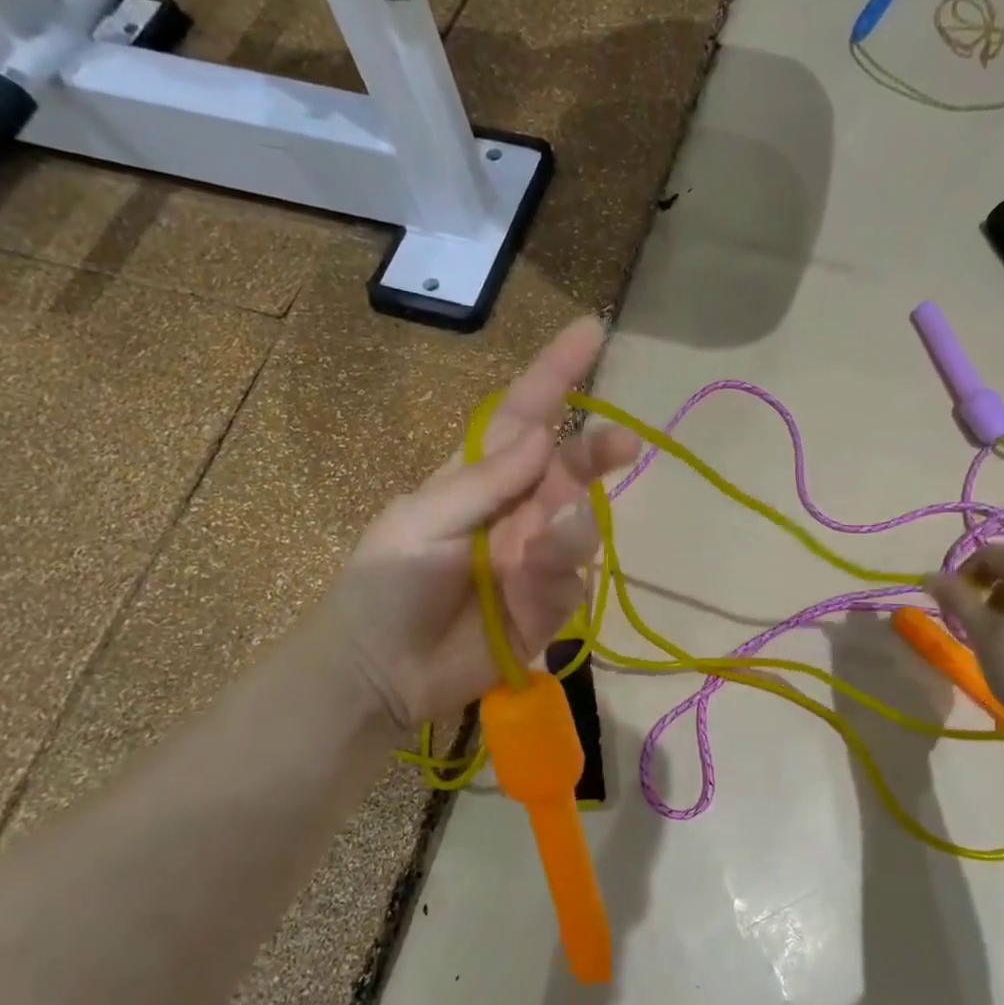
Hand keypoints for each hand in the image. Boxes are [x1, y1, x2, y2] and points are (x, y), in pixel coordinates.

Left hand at [322, 318, 640, 730]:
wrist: (378, 674)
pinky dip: (558, 580)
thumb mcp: (420, 521)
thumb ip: (482, 483)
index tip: (592, 331)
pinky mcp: (546, 606)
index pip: (524, 416)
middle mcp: (515, 511)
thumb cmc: (384, 586)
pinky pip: (572, 582)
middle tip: (625, 445)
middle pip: (568, 468)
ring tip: (538, 553)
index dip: (556, 374)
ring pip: (580, 528)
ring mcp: (534, 558)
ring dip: (570, 533)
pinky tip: (530, 591)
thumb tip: (540, 437)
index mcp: (478, 478)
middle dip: (597, 452)